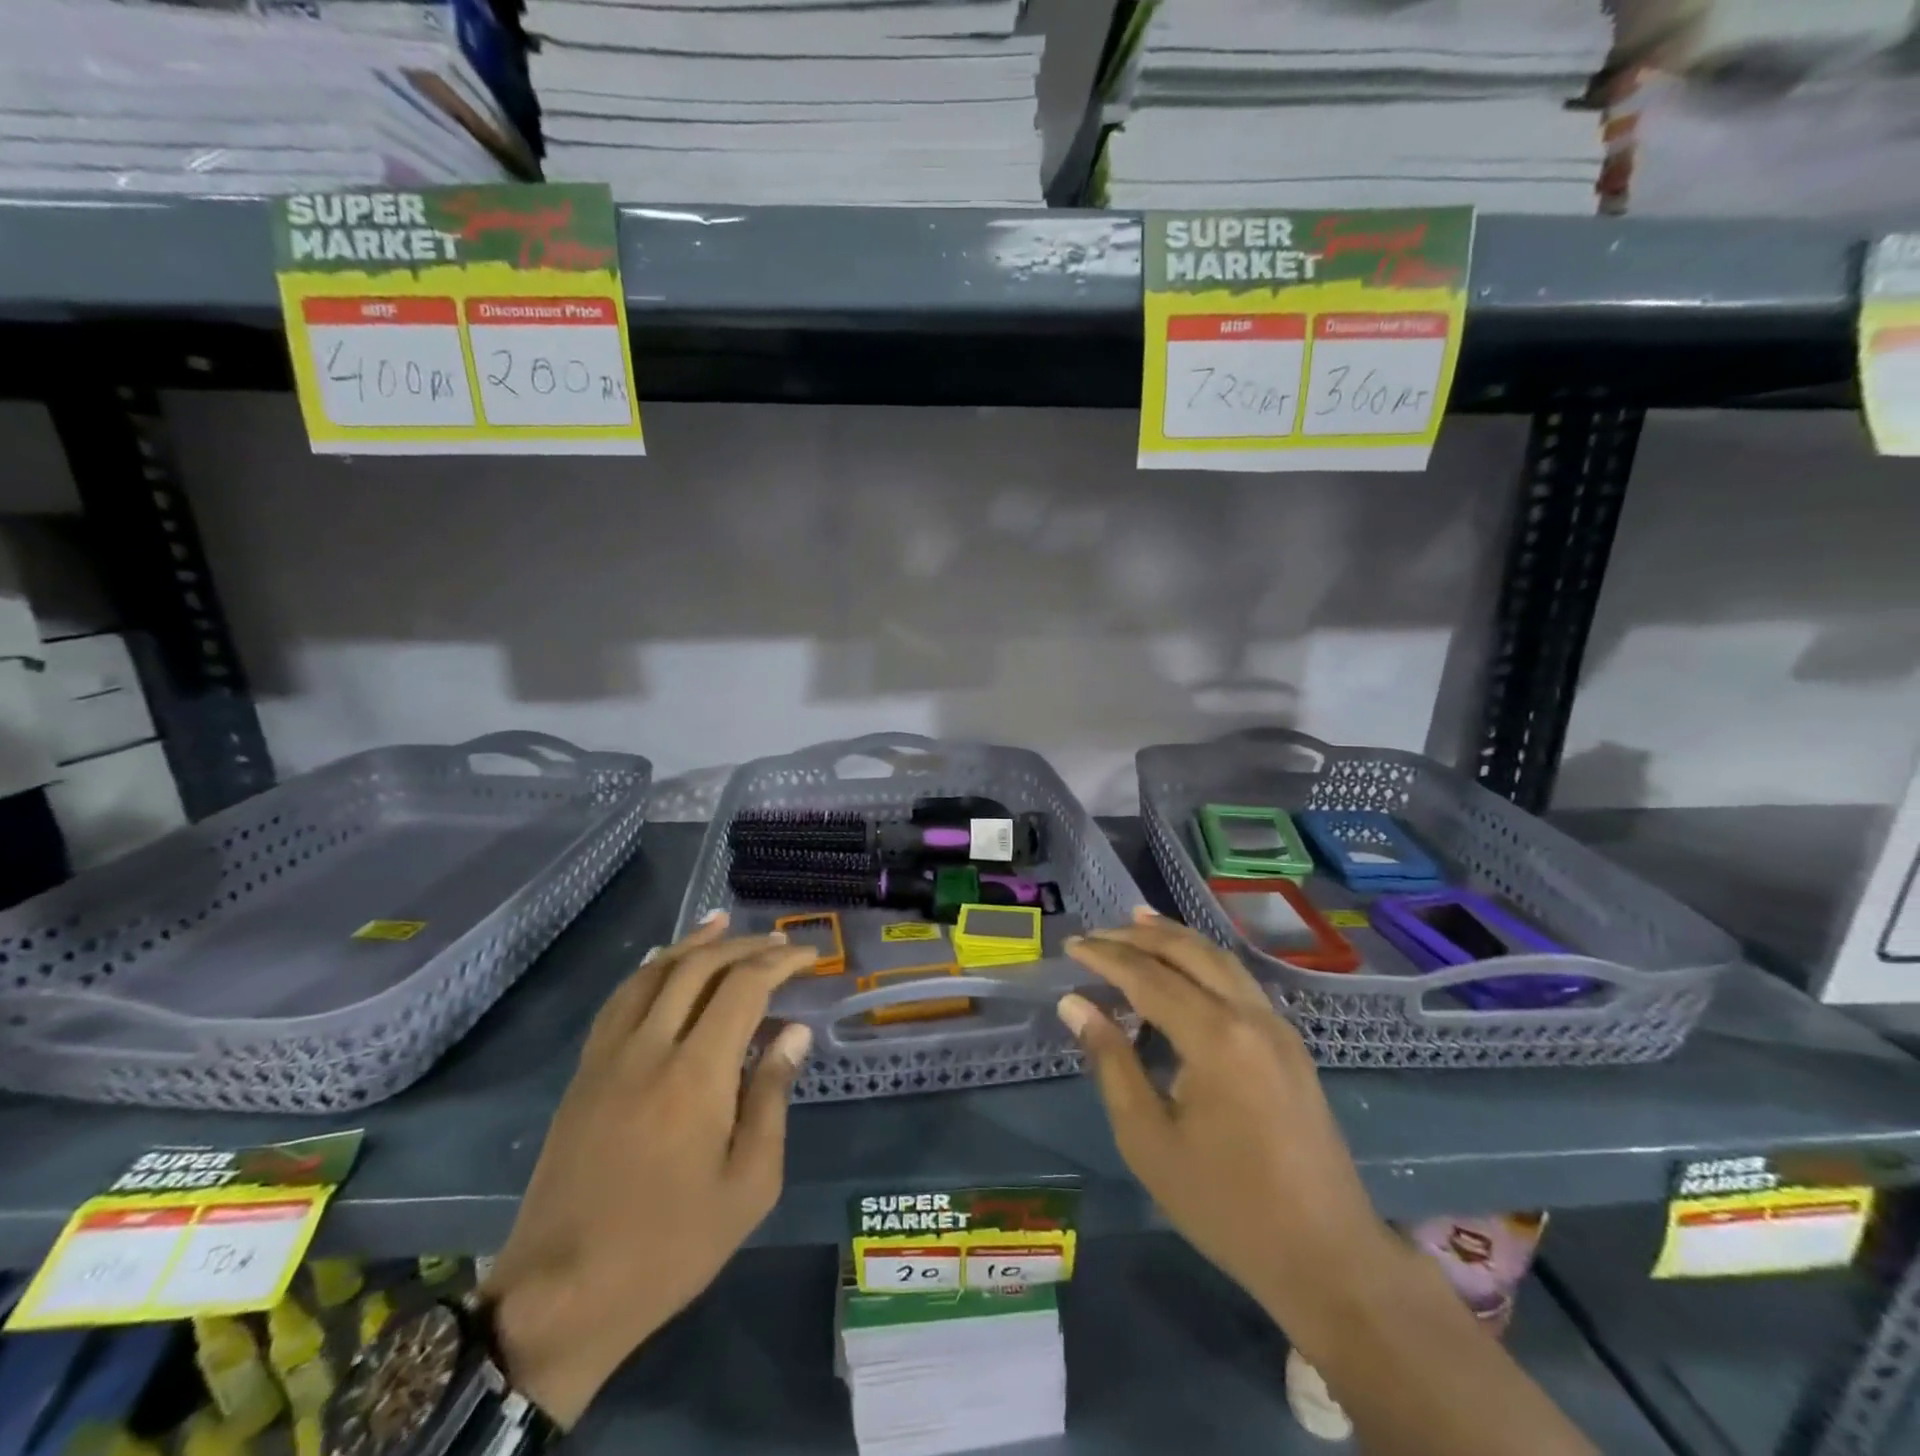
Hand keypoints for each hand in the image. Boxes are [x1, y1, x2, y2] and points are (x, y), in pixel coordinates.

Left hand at [483, 913, 817, 1426]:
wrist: (560, 1296)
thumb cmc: (670, 1247)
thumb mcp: (748, 1185)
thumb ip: (772, 1097)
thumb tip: (793, 1032)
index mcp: (696, 1074)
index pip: (743, 987)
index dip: (779, 962)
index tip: (809, 956)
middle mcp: (650, 1047)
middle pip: (698, 967)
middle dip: (744, 945)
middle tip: (778, 942)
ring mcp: (608, 1056)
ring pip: (653, 973)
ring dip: (693, 943)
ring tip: (723, 923)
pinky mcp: (584, 1073)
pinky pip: (620, 999)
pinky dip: (650, 969)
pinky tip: (664, 964)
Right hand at [1059, 909, 1396, 1335]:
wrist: (1327, 1257)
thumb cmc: (1226, 1205)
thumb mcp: (1149, 1140)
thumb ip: (1111, 1062)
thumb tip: (1076, 1005)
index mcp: (1215, 1038)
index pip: (1148, 976)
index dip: (1105, 957)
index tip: (1071, 945)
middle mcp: (1250, 1015)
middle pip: (1188, 952)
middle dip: (1138, 936)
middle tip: (1097, 932)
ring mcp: (1277, 1026)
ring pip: (1219, 958)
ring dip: (1175, 938)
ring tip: (1136, 923)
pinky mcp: (1290, 1043)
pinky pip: (1239, 980)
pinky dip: (1204, 960)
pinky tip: (1185, 965)